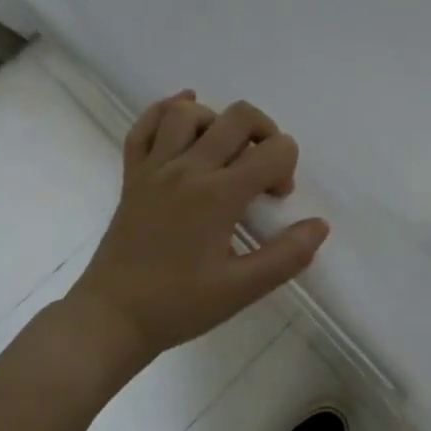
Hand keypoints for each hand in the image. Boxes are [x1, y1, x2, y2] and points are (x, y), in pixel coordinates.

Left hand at [61, 92, 329, 370]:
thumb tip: (319, 225)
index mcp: (218, 195)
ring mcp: (155, 168)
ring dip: (218, 122)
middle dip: (265, 133)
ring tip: (225, 153)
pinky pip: (144, 127)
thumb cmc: (178, 305)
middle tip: (261, 170)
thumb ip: (286, 256)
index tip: (275, 200)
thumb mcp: (241, 289)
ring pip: (189, 113)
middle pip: (238, 117)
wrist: (111, 319)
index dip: (286, 168)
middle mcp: (187, 170)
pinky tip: (185, 116)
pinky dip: (166, 112)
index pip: (273, 150)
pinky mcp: (132, 176)